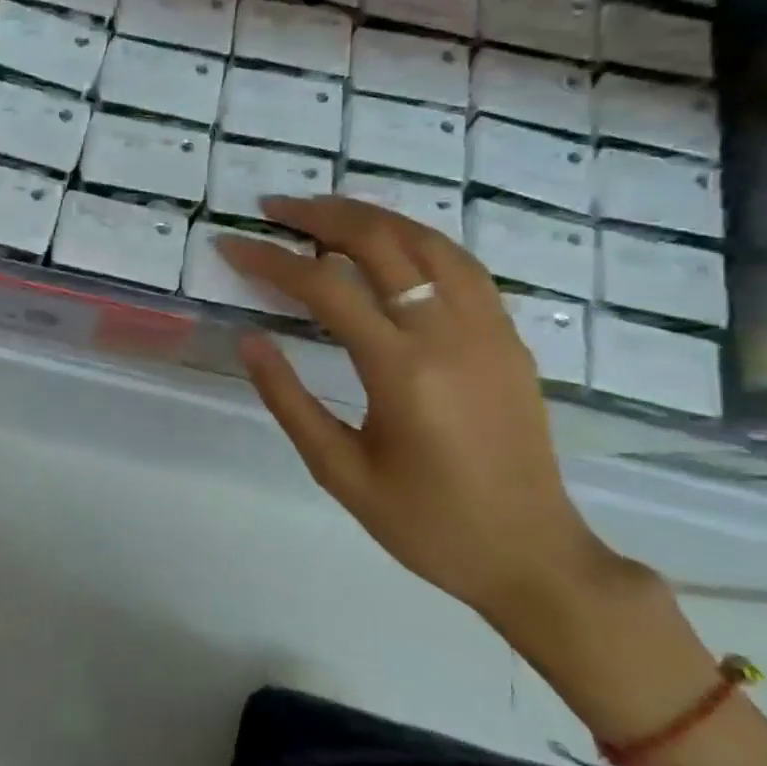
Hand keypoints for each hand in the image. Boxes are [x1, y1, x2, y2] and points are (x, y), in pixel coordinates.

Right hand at [218, 197, 625, 632]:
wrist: (534, 556)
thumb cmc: (427, 524)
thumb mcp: (340, 472)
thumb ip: (288, 400)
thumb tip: (249, 339)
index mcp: (402, 371)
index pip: (325, 287)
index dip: (271, 259)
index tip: (232, 245)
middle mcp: (449, 333)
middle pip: (380, 242)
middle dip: (319, 216)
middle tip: (273, 209)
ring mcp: (488, 327)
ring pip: (426, 240)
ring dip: (369, 216)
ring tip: (322, 212)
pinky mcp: (508, 335)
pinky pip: (459, 263)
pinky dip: (414, 238)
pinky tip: (388, 243)